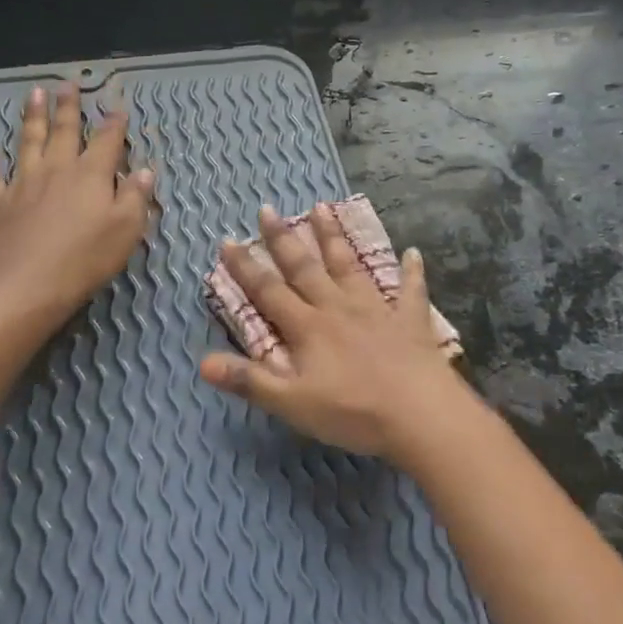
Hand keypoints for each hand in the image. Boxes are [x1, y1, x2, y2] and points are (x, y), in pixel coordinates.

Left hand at [0, 83, 155, 331]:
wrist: (27, 285)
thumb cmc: (85, 259)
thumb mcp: (126, 230)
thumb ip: (135, 197)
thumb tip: (145, 170)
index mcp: (91, 175)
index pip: (107, 142)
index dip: (114, 124)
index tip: (118, 108)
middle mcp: (57, 169)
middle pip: (64, 131)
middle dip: (69, 107)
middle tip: (68, 84)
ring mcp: (23, 182)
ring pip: (28, 140)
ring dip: (33, 115)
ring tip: (35, 92)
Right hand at [199, 204, 471, 459]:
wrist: (420, 415)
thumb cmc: (352, 412)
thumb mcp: (291, 403)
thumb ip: (249, 380)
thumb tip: (202, 362)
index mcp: (308, 327)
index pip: (268, 291)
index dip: (245, 267)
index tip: (228, 239)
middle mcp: (338, 308)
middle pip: (305, 268)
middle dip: (283, 239)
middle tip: (267, 209)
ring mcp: (377, 310)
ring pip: (350, 266)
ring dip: (334, 237)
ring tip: (322, 207)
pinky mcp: (410, 321)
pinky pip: (410, 291)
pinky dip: (411, 272)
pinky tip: (413, 253)